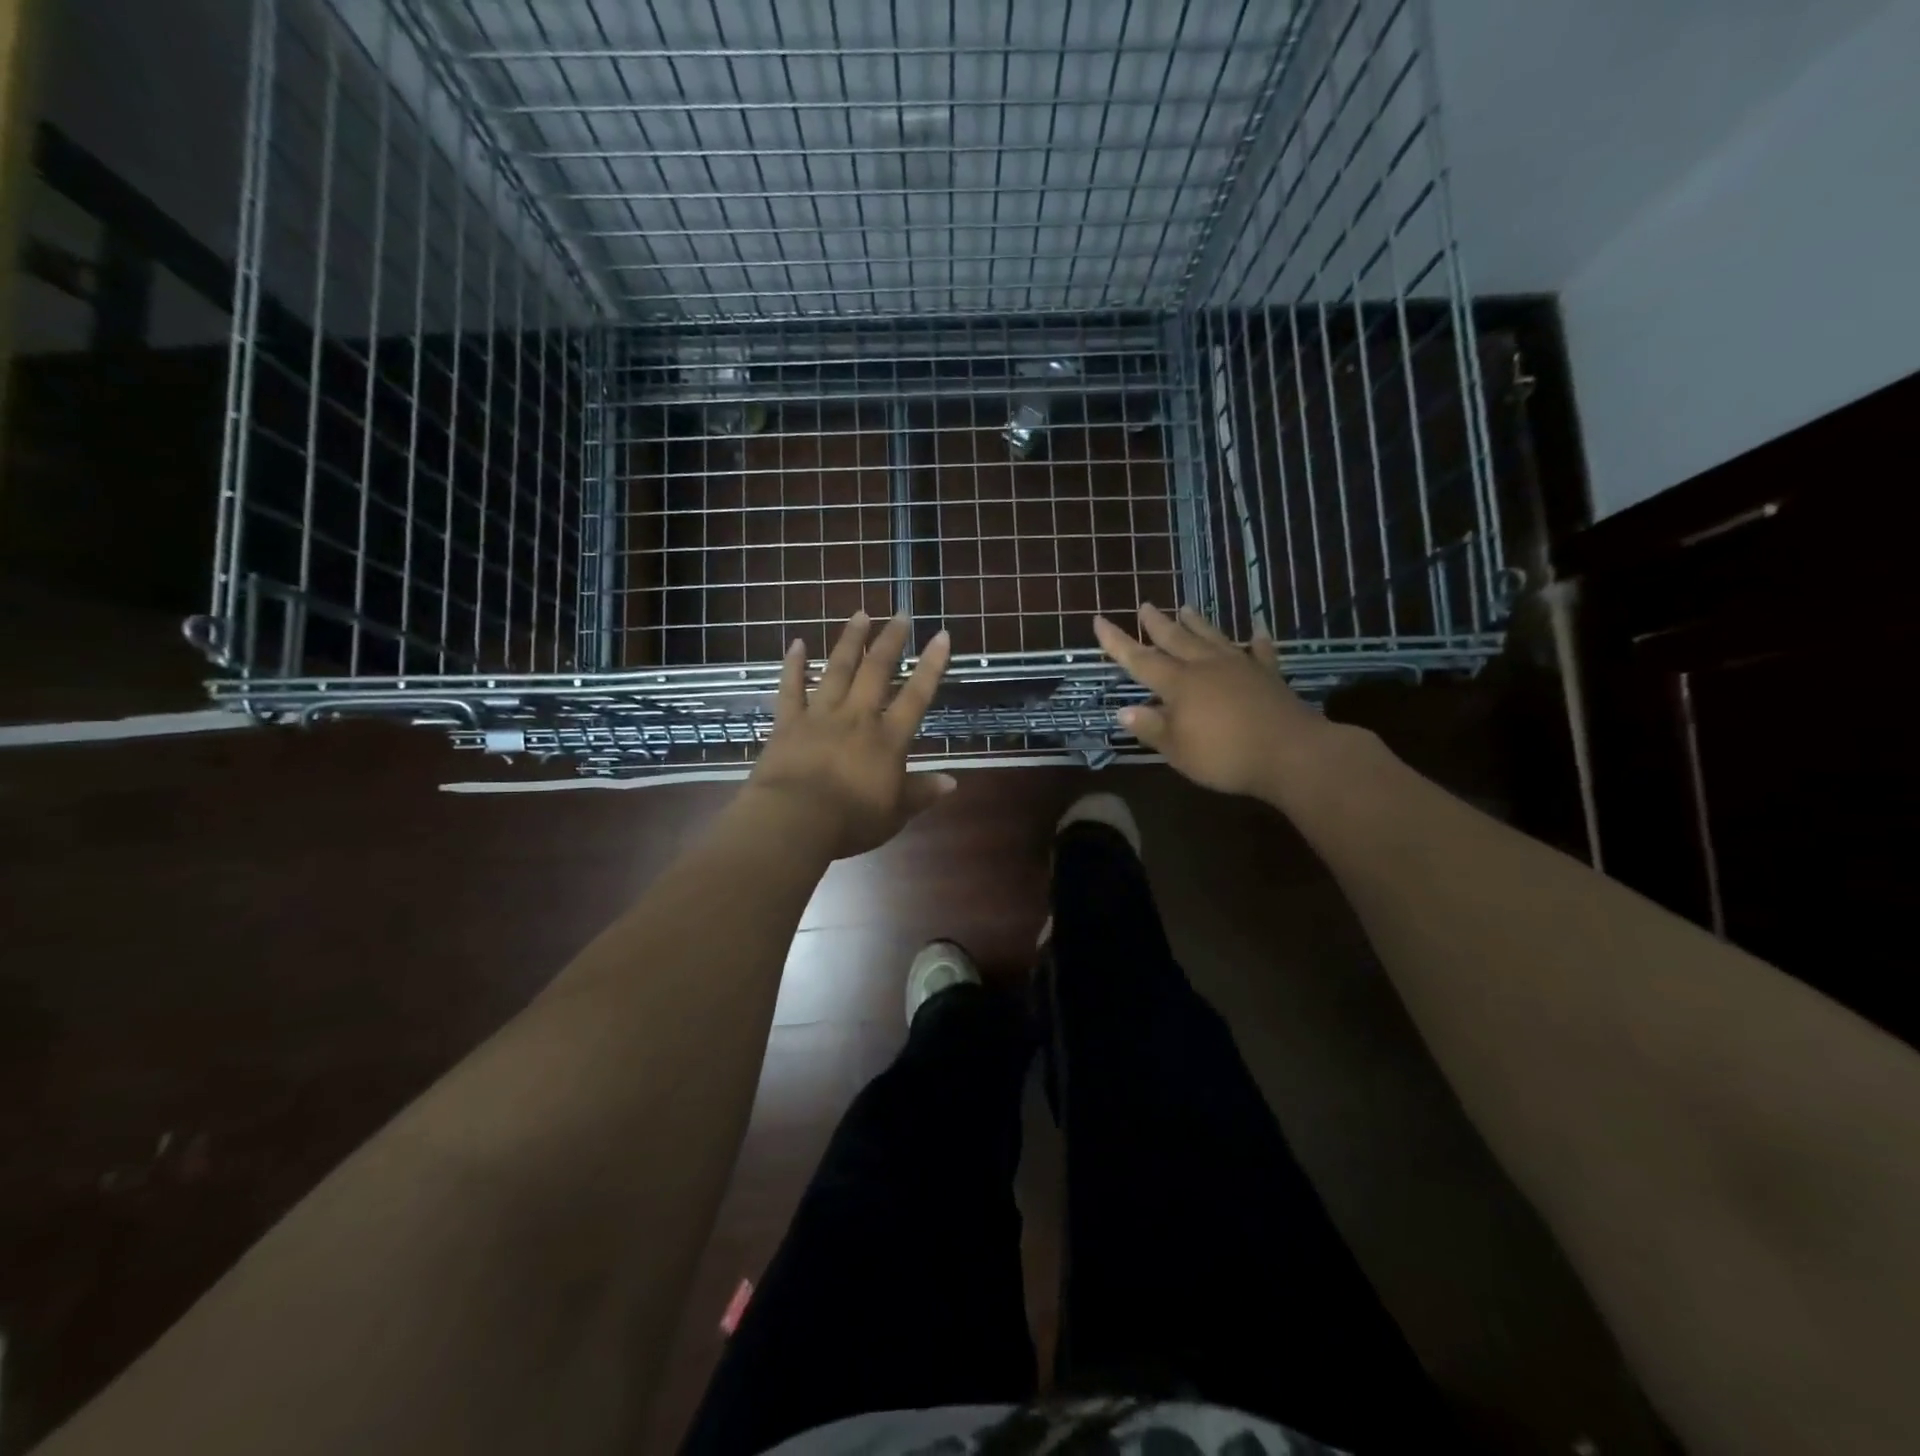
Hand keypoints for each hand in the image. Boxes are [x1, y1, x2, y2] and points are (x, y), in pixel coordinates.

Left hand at [744, 611, 954, 859]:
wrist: (794, 819)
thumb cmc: (851, 821)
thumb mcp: (895, 814)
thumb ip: (922, 793)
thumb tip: (953, 782)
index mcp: (888, 739)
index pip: (916, 695)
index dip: (931, 665)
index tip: (940, 635)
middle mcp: (857, 717)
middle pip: (876, 671)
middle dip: (890, 641)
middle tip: (899, 614)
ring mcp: (820, 716)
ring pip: (837, 670)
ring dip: (849, 640)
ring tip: (860, 614)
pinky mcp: (787, 723)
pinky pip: (790, 689)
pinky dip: (793, 666)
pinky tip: (796, 644)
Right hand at [1094, 604, 1334, 800]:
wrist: (1290, 753)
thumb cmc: (1225, 756)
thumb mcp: (1178, 750)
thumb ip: (1151, 727)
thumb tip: (1123, 710)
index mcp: (1179, 684)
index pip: (1140, 659)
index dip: (1117, 641)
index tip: (1099, 620)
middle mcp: (1206, 666)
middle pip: (1176, 639)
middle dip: (1157, 623)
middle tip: (1145, 605)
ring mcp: (1240, 667)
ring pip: (1212, 637)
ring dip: (1197, 622)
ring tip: (1186, 607)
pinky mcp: (1268, 675)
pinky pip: (1260, 651)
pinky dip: (1256, 640)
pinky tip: (1257, 630)